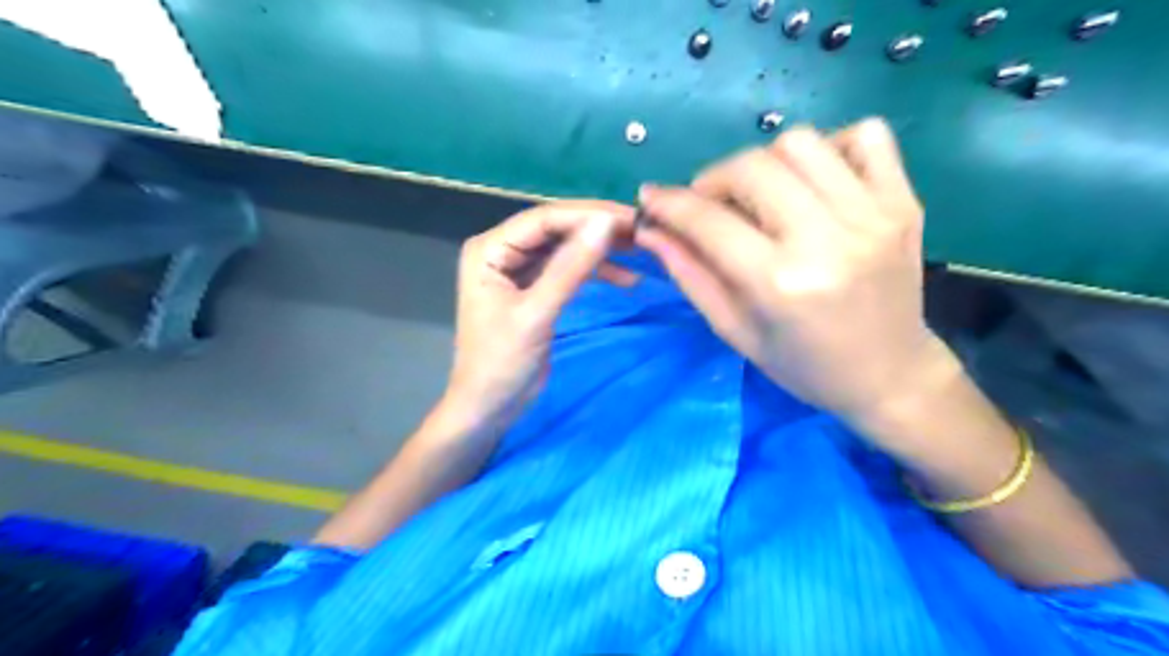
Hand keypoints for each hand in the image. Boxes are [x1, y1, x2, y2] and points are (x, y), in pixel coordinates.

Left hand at [441, 200, 638, 434]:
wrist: (489, 407)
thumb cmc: (502, 363)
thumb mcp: (537, 314)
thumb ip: (571, 268)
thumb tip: (606, 223)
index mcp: (490, 249)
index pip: (543, 219)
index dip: (588, 214)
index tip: (631, 218)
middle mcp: (502, 251)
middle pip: (556, 229)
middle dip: (597, 229)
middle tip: (641, 231)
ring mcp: (518, 269)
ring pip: (565, 248)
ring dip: (600, 250)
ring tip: (640, 251)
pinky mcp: (535, 289)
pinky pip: (567, 270)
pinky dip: (594, 272)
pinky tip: (626, 278)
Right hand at [639, 118, 958, 425]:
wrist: (889, 375)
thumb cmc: (803, 365)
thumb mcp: (735, 331)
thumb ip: (690, 275)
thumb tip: (650, 229)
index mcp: (780, 283)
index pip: (709, 221)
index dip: (670, 204)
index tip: (650, 198)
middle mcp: (827, 239)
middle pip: (752, 166)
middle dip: (713, 180)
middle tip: (709, 206)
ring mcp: (873, 214)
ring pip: (801, 142)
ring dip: (765, 162)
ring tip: (761, 195)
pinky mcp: (903, 201)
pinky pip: (866, 134)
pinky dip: (830, 146)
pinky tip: (815, 183)